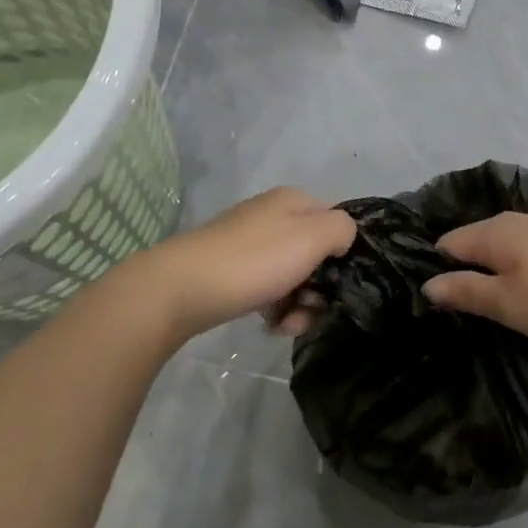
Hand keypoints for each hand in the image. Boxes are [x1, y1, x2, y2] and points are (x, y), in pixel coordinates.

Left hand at [136, 188, 355, 338]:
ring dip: (300, 305)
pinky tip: (271, 326)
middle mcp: (272, 217)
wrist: (183, 288)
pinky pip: (269, 290)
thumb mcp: (312, 236)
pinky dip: (276, 309)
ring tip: (288, 324)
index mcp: (293, 201)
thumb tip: (342, 240)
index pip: (336, 221)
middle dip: (321, 287)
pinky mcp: (233, 272)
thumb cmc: (255, 260)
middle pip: (316, 255)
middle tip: (312, 308)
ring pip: (294, 277)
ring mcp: (250, 245)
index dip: (345, 252)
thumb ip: (342, 229)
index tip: (342, 281)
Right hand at [422, 212, 527, 348]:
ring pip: (501, 251)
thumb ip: (465, 291)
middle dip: (464, 274)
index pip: (446, 244)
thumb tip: (427, 284)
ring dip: (493, 276)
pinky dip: (518, 274)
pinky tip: (527, 298)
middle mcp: (515, 221)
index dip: (437, 272)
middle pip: (473, 244)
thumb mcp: (508, 303)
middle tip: (462, 314)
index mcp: (494, 231)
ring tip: (493, 311)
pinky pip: (525, 256)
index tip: (436, 307)